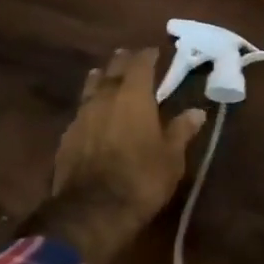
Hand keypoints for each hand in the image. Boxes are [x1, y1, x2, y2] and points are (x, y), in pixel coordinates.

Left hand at [39, 48, 206, 263]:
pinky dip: (89, 107)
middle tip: (129, 56)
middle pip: (112, 70)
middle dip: (122, 61)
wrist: (92, 211)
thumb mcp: (172, 157)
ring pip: (91, 88)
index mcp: (134, 96)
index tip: (156, 51)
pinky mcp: (66, 137)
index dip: (148, 56)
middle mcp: (105, 98)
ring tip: (105, 76)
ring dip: (100, 79)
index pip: (141, 64)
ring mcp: (81, 116)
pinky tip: (92, 115)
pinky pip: (80, 112)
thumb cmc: (141, 179)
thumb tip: (197, 111)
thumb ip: (181, 130)